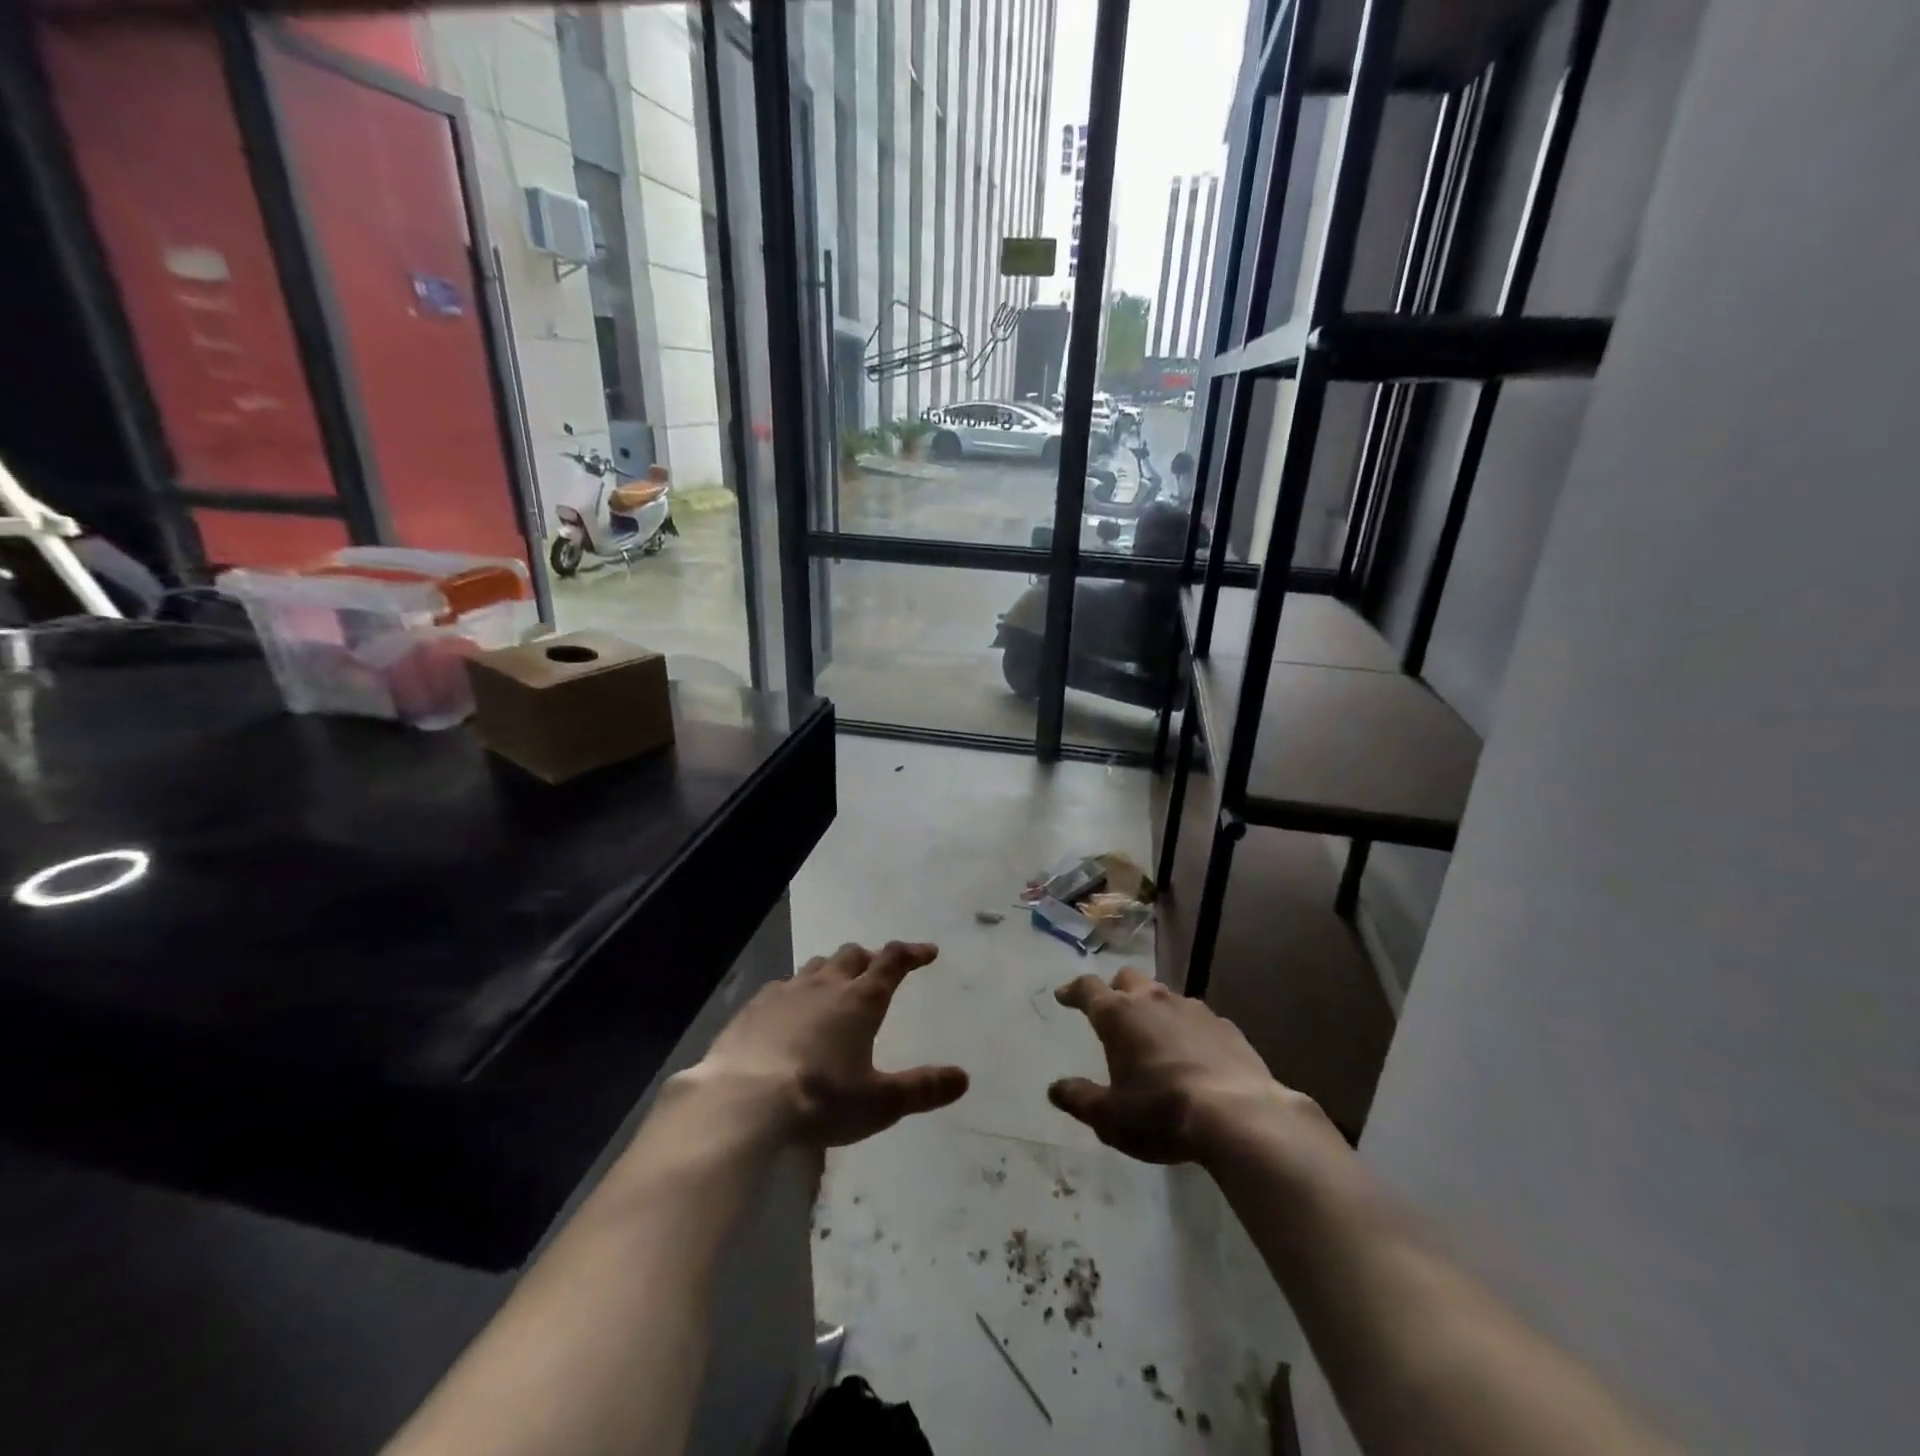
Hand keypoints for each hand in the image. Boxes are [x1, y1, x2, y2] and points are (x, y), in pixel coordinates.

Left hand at [691, 941, 968, 1146]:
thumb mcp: (880, 1103)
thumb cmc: (820, 1100)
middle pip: (852, 956)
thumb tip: (963, 1078)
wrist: (742, 1103)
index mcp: (860, 1001)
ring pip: (816, 966)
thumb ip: (922, 1088)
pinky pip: (781, 987)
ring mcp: (785, 992)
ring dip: (832, 971)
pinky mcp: (752, 1008)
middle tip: (878, 971)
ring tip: (836, 987)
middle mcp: (825, 985)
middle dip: (870, 958)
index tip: (927, 953)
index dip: (912, 953)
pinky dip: (794, 992)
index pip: (892, 962)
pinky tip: (788, 1012)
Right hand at [1049, 967, 1309, 1164]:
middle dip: (1115, 990)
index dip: (1073, 990)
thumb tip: (1055, 1089)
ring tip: (1153, 1035)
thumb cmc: (1161, 1113)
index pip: (1087, 988)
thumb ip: (1080, 1099)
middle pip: (1127, 979)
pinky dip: (1187, 1029)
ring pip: (1164, 995)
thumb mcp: (1110, 1117)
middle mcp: (1152, 1000)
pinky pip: (1197, 1018)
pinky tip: (1193, 1054)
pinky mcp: (1225, 1025)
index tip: (1064, 996)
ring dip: (1153, 1009)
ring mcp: (1192, 1009)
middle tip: (1112, 1011)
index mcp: (1118, 1015)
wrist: (1239, 1116)